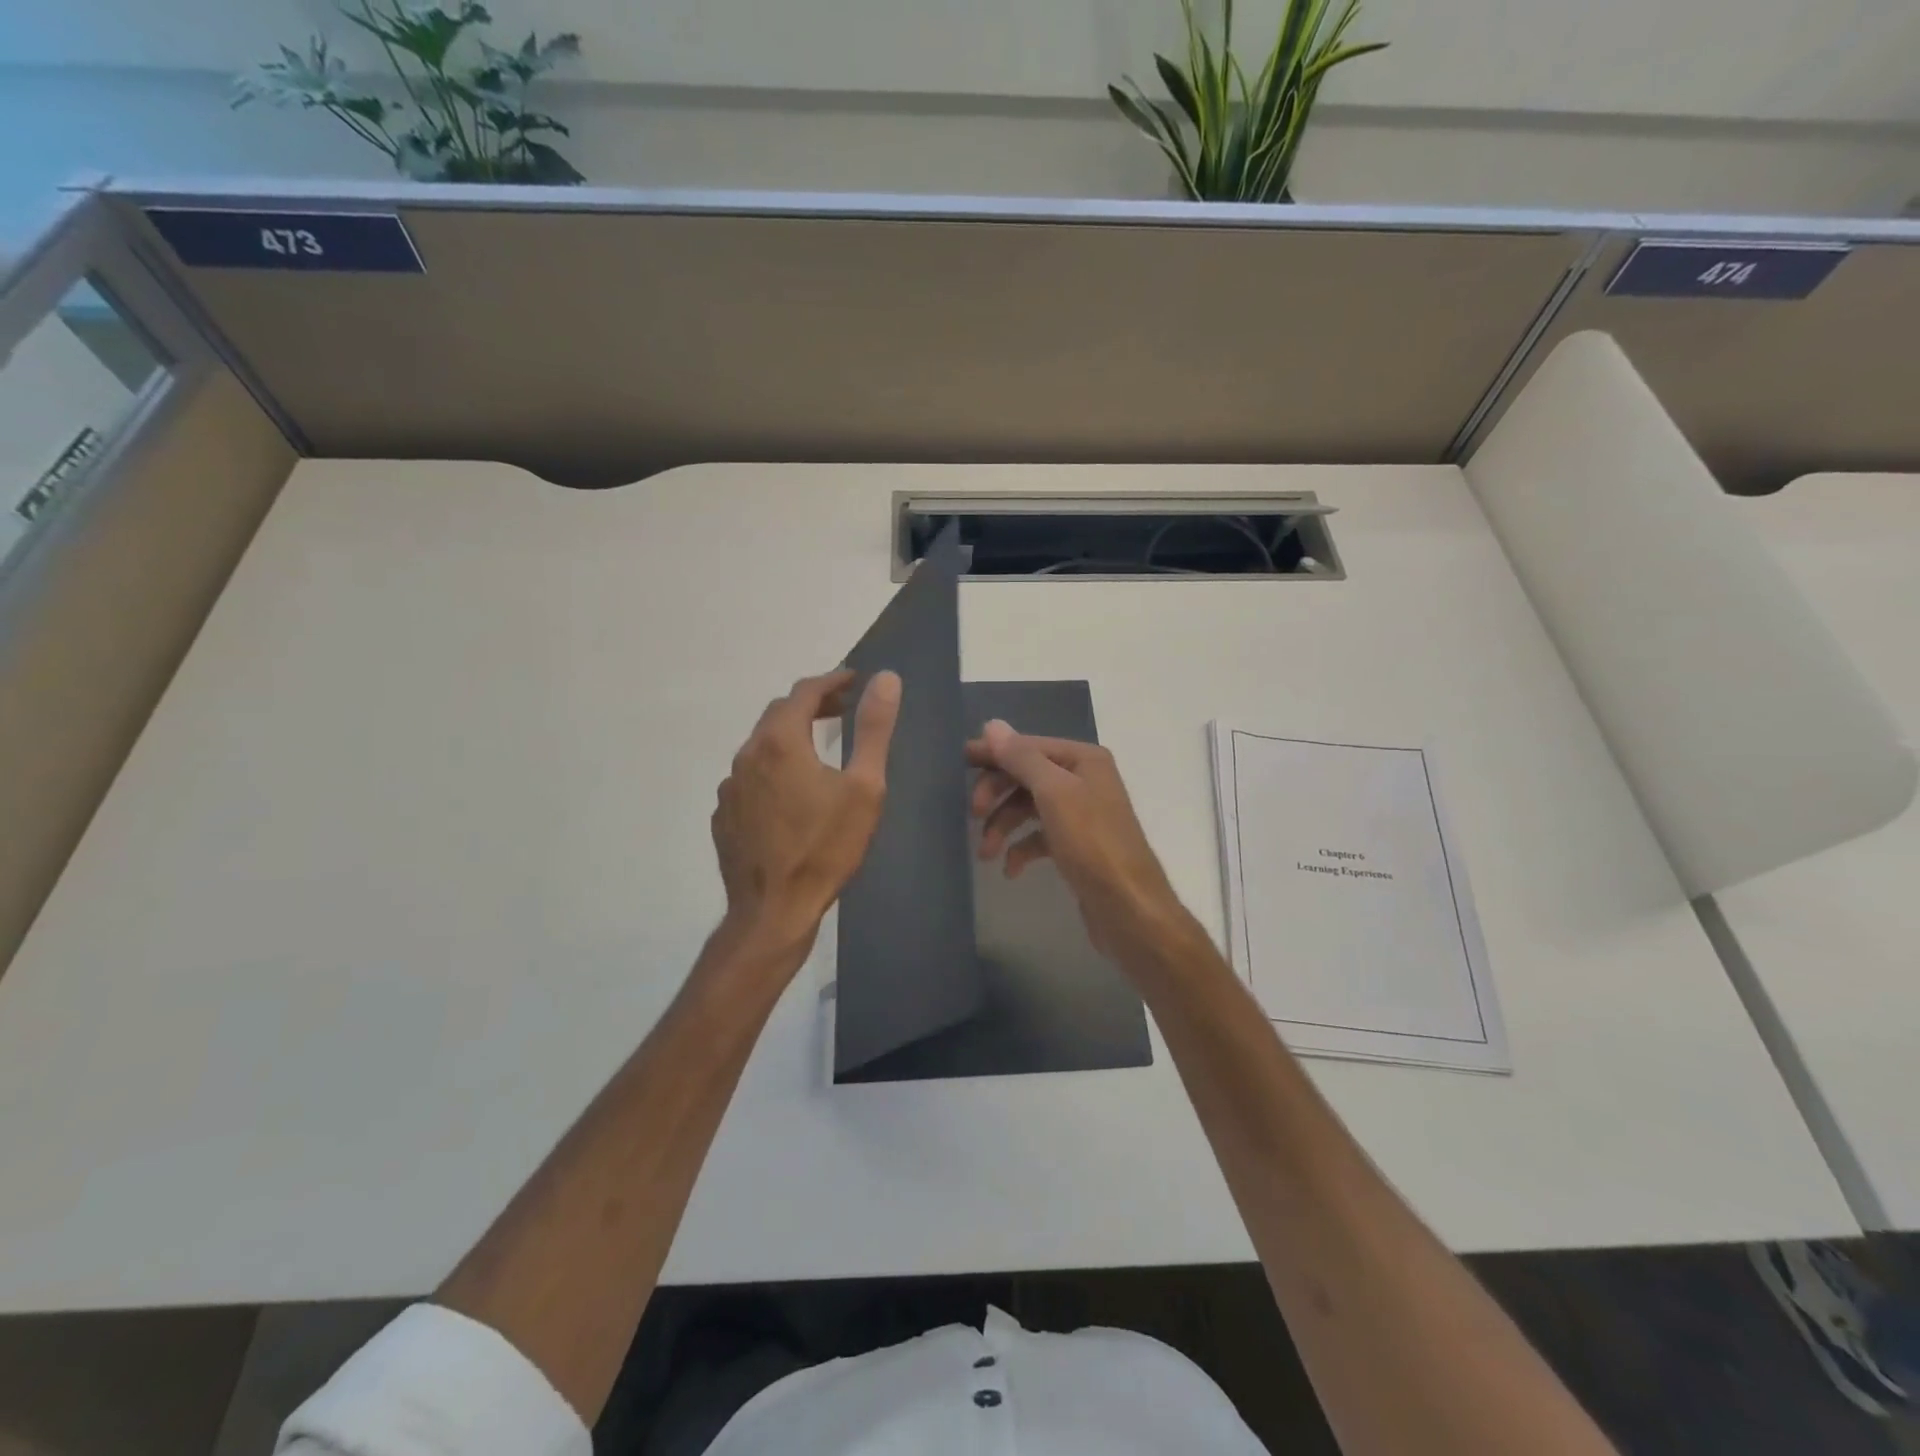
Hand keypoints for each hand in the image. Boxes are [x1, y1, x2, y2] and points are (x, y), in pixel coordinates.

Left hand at [712, 669, 901, 961]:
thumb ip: (873, 729)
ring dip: (790, 735)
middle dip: (811, 704)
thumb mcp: (863, 787)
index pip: (804, 691)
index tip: (854, 679)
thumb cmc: (826, 848)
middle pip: (778, 713)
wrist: (773, 910)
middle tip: (842, 708)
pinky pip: (750, 776)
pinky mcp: (724, 814)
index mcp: (780, 741)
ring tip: (818, 746)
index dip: (832, 680)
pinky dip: (773, 767)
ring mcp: (729, 786)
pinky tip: (791, 791)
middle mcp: (747, 755)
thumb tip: (886, 679)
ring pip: (761, 745)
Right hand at [968, 720, 1191, 962]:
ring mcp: (1081, 815)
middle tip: (973, 814)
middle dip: (997, 794)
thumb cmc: (1092, 843)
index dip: (994, 753)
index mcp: (1083, 760)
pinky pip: (1039, 837)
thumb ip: (1022, 758)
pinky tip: (1010, 869)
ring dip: (1003, 826)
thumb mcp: (1054, 793)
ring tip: (986, 853)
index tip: (960, 761)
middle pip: (1026, 776)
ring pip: (1029, 809)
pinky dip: (1021, 849)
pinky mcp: (1076, 846)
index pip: (1028, 747)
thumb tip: (992, 725)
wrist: (1129, 908)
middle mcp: (1084, 780)